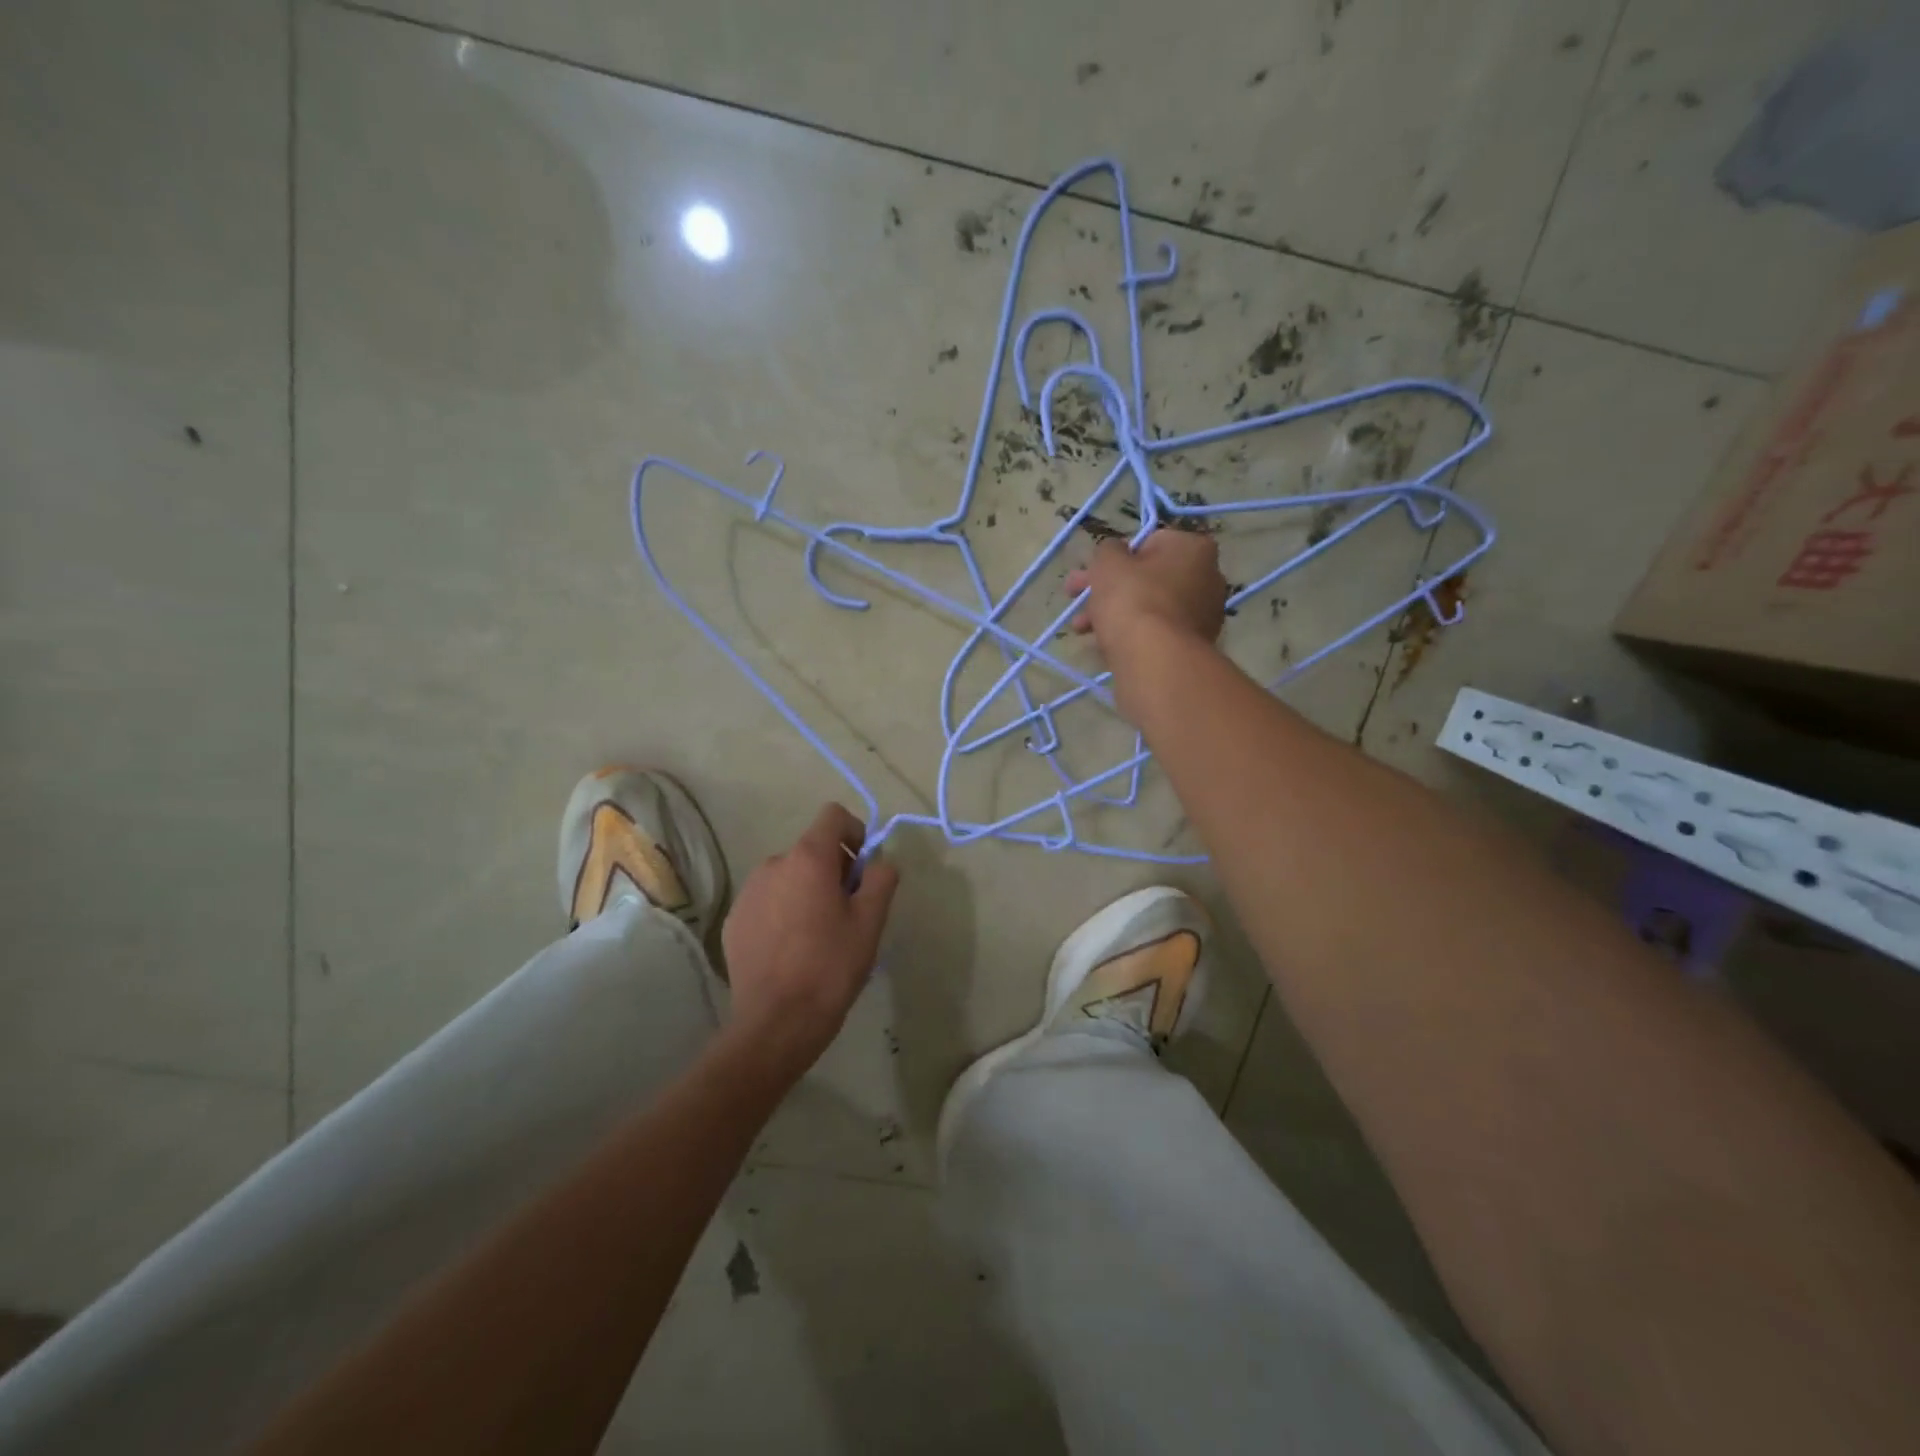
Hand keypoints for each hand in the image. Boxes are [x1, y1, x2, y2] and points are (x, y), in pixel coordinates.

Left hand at [720, 803, 898, 1075]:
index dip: (855, 833)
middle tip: (848, 911)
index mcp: (808, 859)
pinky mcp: (734, 920)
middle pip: (812, 849)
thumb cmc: (831, 966)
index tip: (863, 869)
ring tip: (819, 934)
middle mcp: (773, 864)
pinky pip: (768, 901)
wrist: (776, 1022)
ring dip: (807, 890)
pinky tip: (792, 950)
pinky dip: (784, 911)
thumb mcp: (870, 922)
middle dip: (834, 869)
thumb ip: (881, 878)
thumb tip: (878, 862)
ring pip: (788, 876)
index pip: (833, 815)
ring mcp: (749, 892)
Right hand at [1066, 531, 1228, 710]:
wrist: (1156, 660)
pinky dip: (1131, 635)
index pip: (1148, 543)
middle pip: (1147, 578)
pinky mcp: (1193, 646)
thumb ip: (1107, 550)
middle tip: (1075, 598)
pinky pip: (1155, 633)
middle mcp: (1208, 578)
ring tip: (1081, 629)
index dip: (1115, 558)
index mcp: (1193, 548)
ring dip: (1112, 614)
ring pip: (1148, 607)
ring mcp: (1203, 615)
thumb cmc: (1133, 599)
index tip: (1091, 573)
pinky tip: (1104, 646)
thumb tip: (1114, 553)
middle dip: (1107, 589)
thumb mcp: (1108, 563)